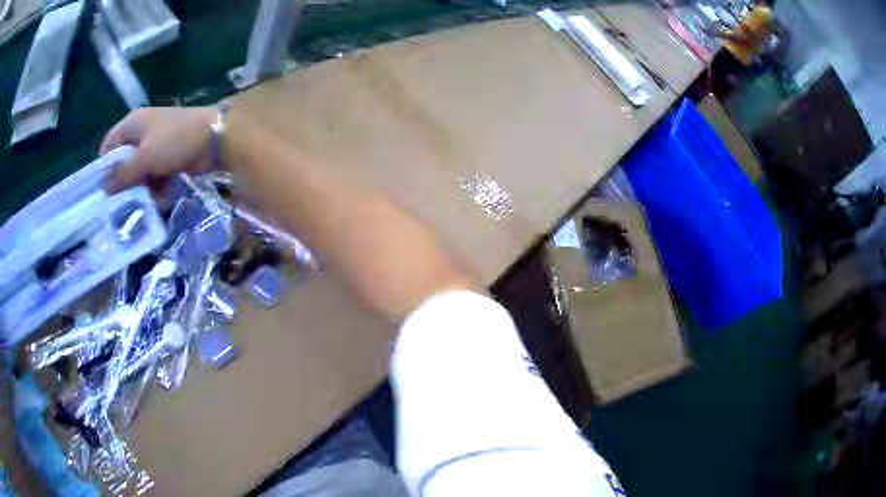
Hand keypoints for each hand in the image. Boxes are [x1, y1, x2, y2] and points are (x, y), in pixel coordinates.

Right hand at [101, 107, 215, 193]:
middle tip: (121, 204)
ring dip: (143, 187)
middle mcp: (144, 130)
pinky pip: (158, 173)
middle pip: (125, 159)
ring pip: (142, 169)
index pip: (110, 143)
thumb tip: (104, 187)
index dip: (104, 165)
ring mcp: (158, 143)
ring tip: (142, 206)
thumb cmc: (174, 141)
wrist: (215, 137)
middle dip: (125, 181)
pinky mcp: (171, 155)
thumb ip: (123, 173)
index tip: (102, 190)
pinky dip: (158, 186)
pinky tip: (161, 201)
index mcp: (133, 123)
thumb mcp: (144, 158)